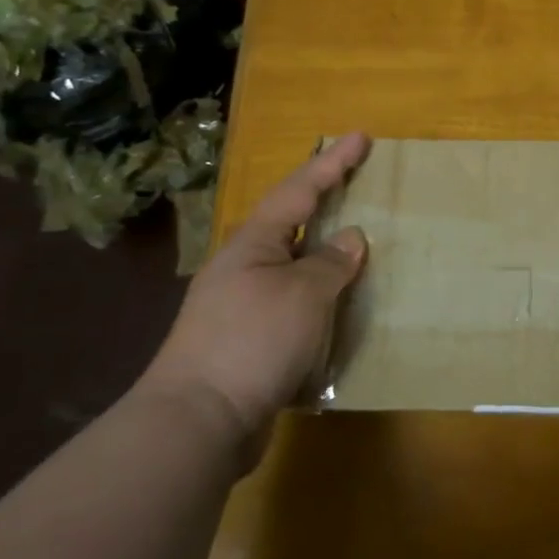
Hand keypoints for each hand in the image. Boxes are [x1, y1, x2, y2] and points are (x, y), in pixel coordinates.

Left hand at [140, 133, 369, 440]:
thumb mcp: (303, 294)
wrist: (198, 422)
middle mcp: (244, 268)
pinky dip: (322, 301)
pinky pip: (295, 307)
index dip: (331, 162)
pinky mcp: (249, 344)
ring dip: (325, 257)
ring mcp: (243, 307)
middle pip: (291, 224)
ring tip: (359, 249)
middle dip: (324, 204)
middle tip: (358, 185)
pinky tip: (342, 310)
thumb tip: (350, 238)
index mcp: (253, 244)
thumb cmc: (252, 341)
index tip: (360, 135)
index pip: (298, 190)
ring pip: (294, 268)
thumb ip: (330, 263)